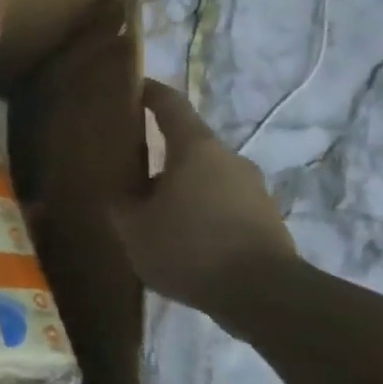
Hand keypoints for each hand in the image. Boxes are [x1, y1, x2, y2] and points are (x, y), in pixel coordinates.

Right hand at [111, 80, 297, 318]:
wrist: (266, 296)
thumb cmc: (190, 249)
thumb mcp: (133, 229)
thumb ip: (119, 205)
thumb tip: (116, 192)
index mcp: (194, 148)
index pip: (170, 104)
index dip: (148, 92)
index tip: (131, 87)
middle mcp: (228, 158)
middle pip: (188, 144)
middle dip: (160, 154)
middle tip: (130, 171)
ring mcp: (253, 188)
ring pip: (207, 176)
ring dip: (181, 187)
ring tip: (156, 214)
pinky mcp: (266, 218)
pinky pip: (224, 203)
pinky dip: (202, 211)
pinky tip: (185, 240)